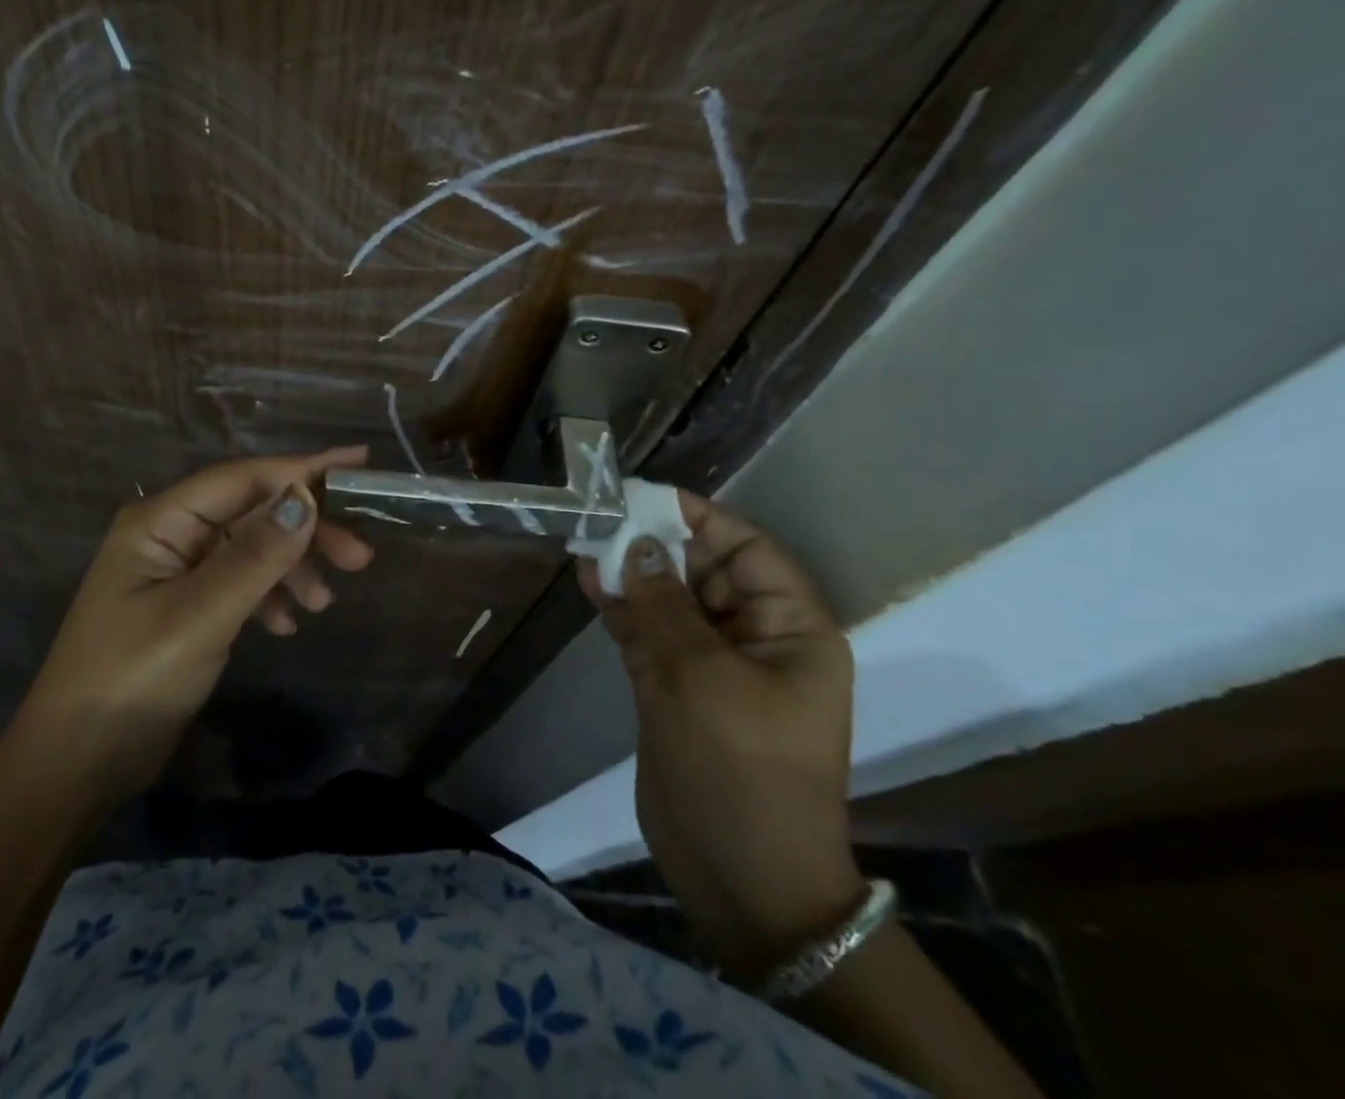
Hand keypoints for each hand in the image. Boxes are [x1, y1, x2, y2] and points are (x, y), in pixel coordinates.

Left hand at [16, 448, 374, 803]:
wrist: (76, 764)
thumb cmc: (131, 679)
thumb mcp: (200, 616)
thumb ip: (256, 556)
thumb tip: (306, 498)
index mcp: (162, 520)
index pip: (244, 478)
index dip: (303, 468)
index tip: (360, 463)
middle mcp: (171, 533)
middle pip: (254, 511)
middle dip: (307, 529)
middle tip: (360, 558)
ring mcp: (179, 569)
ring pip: (253, 547)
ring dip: (292, 567)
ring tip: (324, 603)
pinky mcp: (187, 603)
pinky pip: (241, 581)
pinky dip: (269, 596)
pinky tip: (287, 625)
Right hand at [578, 493, 862, 980]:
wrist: (741, 879)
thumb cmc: (741, 769)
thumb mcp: (703, 677)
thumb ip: (664, 605)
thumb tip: (634, 543)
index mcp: (790, 629)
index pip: (748, 550)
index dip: (701, 519)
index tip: (646, 496)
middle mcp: (753, 638)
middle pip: (703, 571)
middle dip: (655, 543)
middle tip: (602, 515)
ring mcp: (711, 665)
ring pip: (670, 599)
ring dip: (631, 572)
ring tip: (586, 540)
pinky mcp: (676, 688)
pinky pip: (648, 633)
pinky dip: (620, 608)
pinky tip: (587, 581)